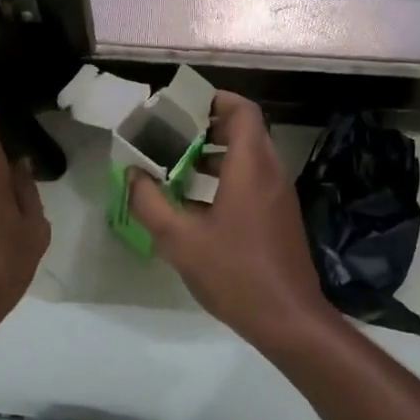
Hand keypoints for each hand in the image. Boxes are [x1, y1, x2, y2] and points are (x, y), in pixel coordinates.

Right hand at [127, 92, 335, 346]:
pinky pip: (252, 182)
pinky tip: (194, 205)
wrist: (287, 319)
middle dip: (207, 129)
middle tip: (170, 137)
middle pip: (244, 132)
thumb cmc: (234, 273)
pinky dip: (225, 180)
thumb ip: (149, 203)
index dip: (215, 100)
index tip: (182, 107)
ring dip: (214, 157)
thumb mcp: (179, 240)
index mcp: (251, 167)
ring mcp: (278, 197)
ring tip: (175, 168)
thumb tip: (131, 174)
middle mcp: (270, 173)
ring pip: (247, 159)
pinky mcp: (278, 218)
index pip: (243, 111)